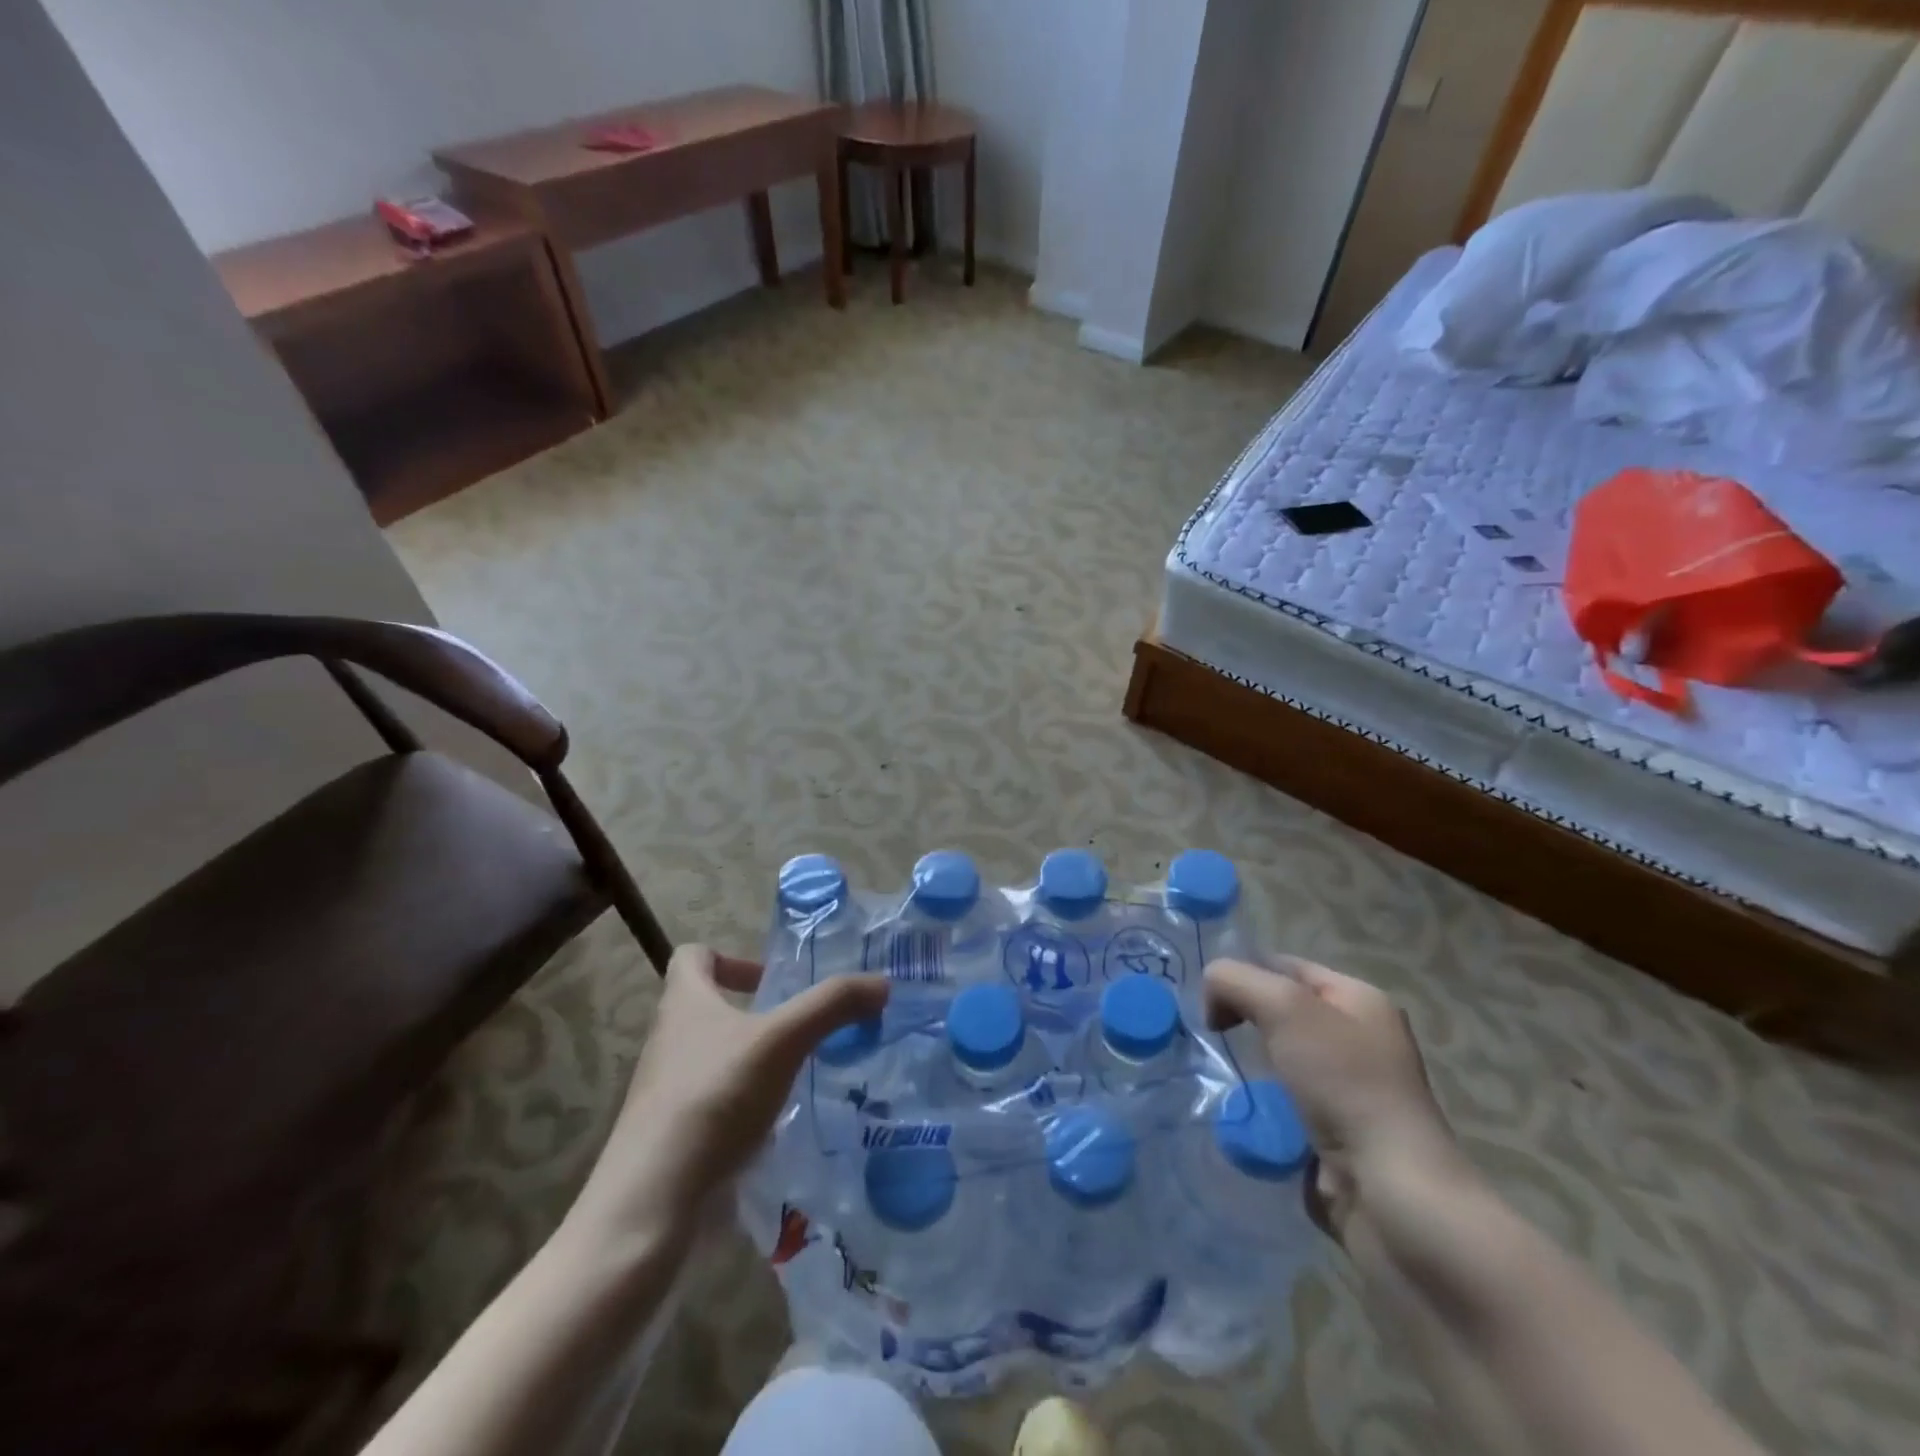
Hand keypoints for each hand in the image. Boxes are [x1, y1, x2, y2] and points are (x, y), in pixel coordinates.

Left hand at [564, 944, 887, 1252]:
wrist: (652, 1206)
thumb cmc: (713, 1100)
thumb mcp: (783, 1041)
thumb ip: (832, 1005)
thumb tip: (882, 983)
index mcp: (684, 1003)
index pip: (692, 955)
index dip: (730, 957)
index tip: (771, 981)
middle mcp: (669, 1041)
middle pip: (709, 1008)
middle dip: (757, 1014)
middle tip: (804, 1029)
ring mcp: (668, 1093)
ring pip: (716, 1059)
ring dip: (756, 1061)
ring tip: (801, 1076)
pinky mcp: (675, 1137)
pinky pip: (717, 1105)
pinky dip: (747, 1107)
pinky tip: (780, 1126)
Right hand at [1205, 956, 1464, 1241]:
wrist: (1390, 1194)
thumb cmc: (1344, 1084)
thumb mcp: (1283, 1007)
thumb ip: (1235, 980)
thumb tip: (1212, 997)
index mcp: (1359, 999)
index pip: (1284, 966)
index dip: (1243, 974)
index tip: (1207, 1001)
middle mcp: (1359, 1038)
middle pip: (1280, 1013)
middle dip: (1242, 1021)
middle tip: (1212, 1036)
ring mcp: (1350, 1090)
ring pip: (1277, 1060)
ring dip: (1248, 1067)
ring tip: (1220, 1075)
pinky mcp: (1336, 1134)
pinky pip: (1283, 1104)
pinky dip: (1259, 1106)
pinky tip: (1241, 1113)